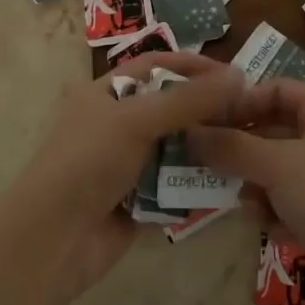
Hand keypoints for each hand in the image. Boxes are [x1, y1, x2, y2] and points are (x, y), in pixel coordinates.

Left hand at [0, 52, 247, 295]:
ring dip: (205, 147)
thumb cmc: (88, 162)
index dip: (192, 66)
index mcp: (106, 93)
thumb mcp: (136, 120)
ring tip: (246, 147)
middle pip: (169, 107)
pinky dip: (195, 183)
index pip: (155, 66)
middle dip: (206, 110)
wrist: (54, 238)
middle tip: (249, 116)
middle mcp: (116, 123)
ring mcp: (126, 164)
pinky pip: (173, 185)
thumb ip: (187, 99)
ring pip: (175, 147)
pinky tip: (228, 182)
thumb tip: (238, 76)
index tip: (234, 76)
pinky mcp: (137, 200)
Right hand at [187, 78, 304, 283]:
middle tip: (210, 169)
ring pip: (279, 171)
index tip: (205, 124)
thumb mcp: (277, 166)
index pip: (274, 89)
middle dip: (242, 153)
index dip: (239, 103)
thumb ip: (231, 146)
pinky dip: (279, 214)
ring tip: (249, 209)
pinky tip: (276, 232)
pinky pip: (294, 203)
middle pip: (273, 131)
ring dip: (258, 189)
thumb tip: (190, 130)